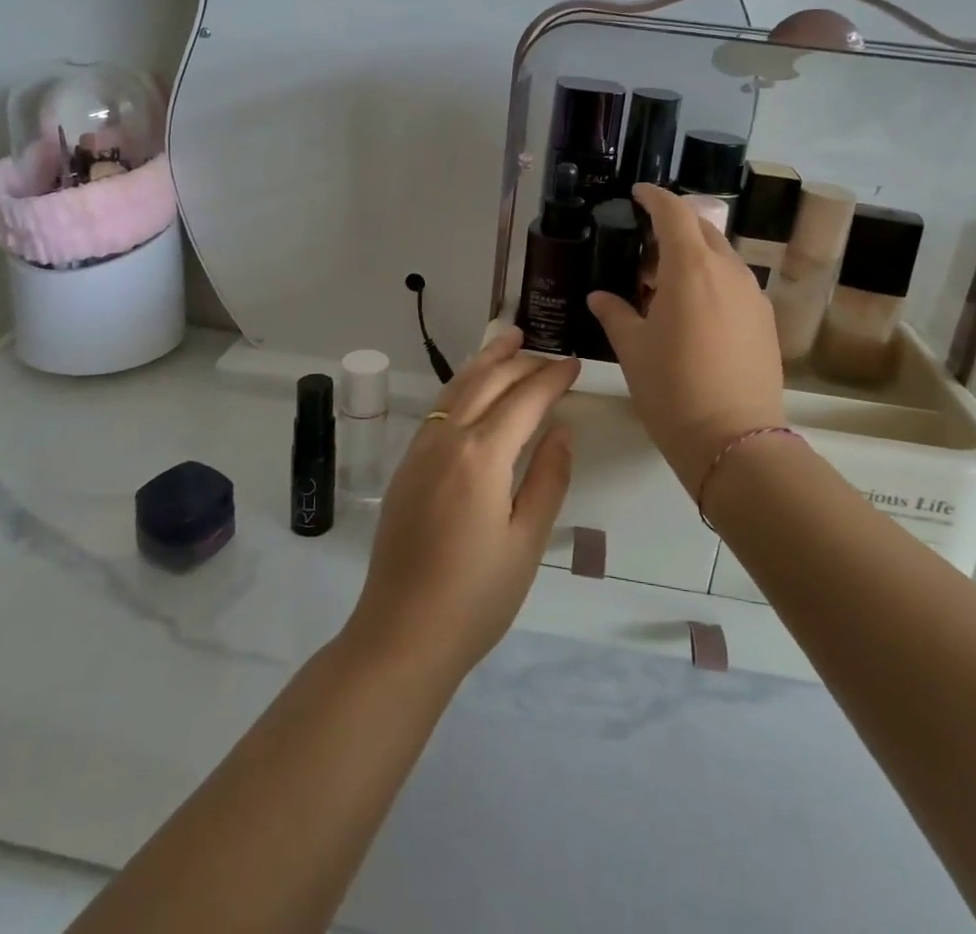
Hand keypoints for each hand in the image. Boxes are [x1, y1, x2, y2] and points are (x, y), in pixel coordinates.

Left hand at [345, 327, 577, 682]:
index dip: (551, 378)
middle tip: (546, 350)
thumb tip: (560, 430)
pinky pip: (439, 408)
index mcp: (481, 455)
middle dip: (518, 361)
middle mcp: (447, 439)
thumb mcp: (527, 541)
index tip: (573, 363)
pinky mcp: (406, 466)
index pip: (524, 400)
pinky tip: (472, 389)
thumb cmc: (476, 596)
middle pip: (486, 382)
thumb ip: (548, 478)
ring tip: (507, 341)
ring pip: (456, 388)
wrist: (402, 633)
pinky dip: (462, 386)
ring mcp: (420, 450)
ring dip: (485, 362)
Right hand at [588, 184, 786, 493]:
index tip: (639, 194)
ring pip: (722, 257)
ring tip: (667, 284)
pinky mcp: (766, 320)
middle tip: (645, 247)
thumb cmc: (672, 388)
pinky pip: (736, 283)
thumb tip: (599, 297)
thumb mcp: (633, 349)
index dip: (655, 197)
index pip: (674, 212)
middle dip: (675, 226)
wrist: (734, 440)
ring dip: (695, 256)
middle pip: (703, 229)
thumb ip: (615, 314)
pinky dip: (713, 281)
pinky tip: (695, 311)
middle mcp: (728, 270)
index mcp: (691, 268)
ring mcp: (753, 295)